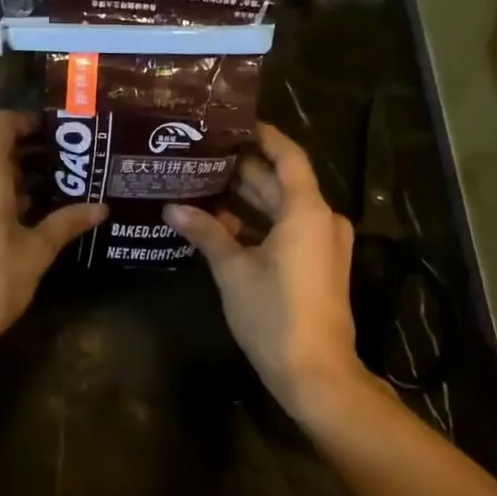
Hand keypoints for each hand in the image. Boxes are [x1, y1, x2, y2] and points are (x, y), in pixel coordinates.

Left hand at [0, 111, 106, 351]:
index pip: (1, 122)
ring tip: (55, 182)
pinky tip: (29, 209)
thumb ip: (67, 222)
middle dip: (28, 146)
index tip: (59, 133)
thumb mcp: (36, 250)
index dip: (28, 121)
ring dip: (14, 169)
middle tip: (66, 158)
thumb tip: (101, 208)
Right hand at [165, 124, 365, 419]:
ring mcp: (324, 244)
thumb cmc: (274, 314)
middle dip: (246, 168)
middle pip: (283, 181)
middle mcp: (322, 220)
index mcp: (307, 211)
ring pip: (284, 207)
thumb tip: (172, 208)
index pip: (288, 156)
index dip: (264, 135)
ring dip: (250, 198)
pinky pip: (290, 229)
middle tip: (205, 154)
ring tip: (207, 183)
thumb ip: (206, 233)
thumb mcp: (233, 270)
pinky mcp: (319, 265)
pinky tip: (225, 223)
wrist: (316, 373)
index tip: (233, 122)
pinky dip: (261, 223)